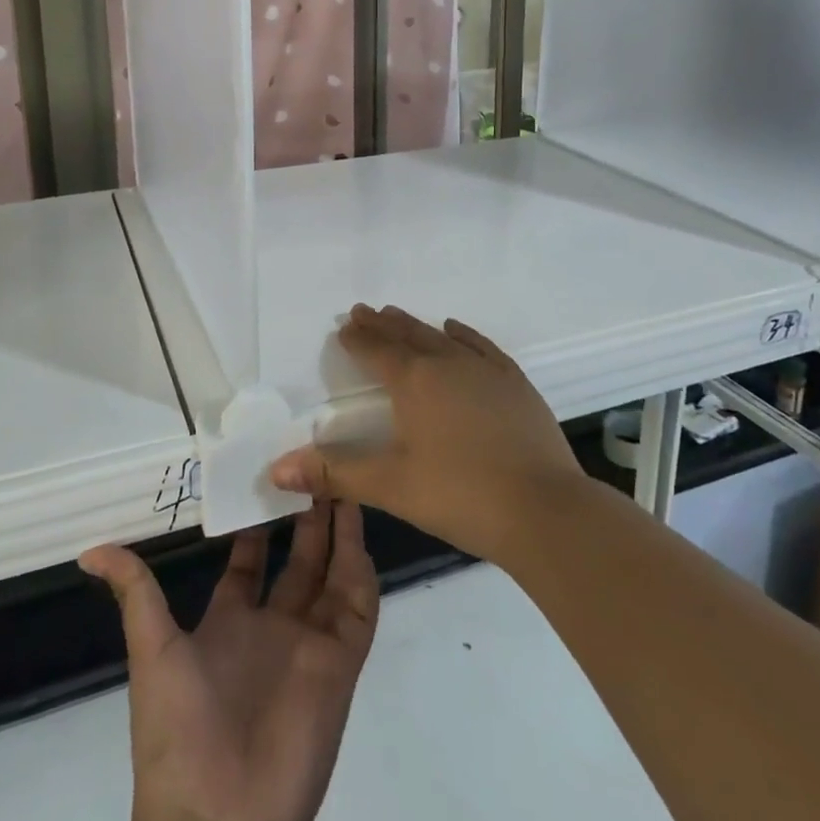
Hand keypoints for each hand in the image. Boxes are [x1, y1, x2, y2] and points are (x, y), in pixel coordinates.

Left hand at [79, 500, 378, 820]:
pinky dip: (362, 570)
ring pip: (333, 573)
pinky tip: (358, 530)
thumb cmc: (178, 731)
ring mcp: (309, 644)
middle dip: (307, 513)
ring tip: (340, 479)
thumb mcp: (151, 651)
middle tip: (313, 463)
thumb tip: (90, 551)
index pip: (250, 558)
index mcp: (231, 622)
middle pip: (299, 558)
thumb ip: (135, 593)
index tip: (267, 472)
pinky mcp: (340, 664)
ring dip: (339, 530)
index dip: (258, 519)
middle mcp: (274, 627)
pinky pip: (359, 609)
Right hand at [270, 304, 584, 563]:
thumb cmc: (460, 495)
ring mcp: (484, 369)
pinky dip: (462, 335)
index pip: (377, 351)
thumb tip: (275, 469)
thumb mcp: (390, 486)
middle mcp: (446, 363)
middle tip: (364, 311)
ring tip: (398, 316)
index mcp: (414, 382)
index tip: (344, 326)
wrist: (544, 509)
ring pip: (441, 336)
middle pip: (407, 335)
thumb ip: (333, 472)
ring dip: (416, 326)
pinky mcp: (514, 382)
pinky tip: (454, 329)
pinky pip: (480, 346)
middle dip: (382, 324)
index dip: (358, 338)